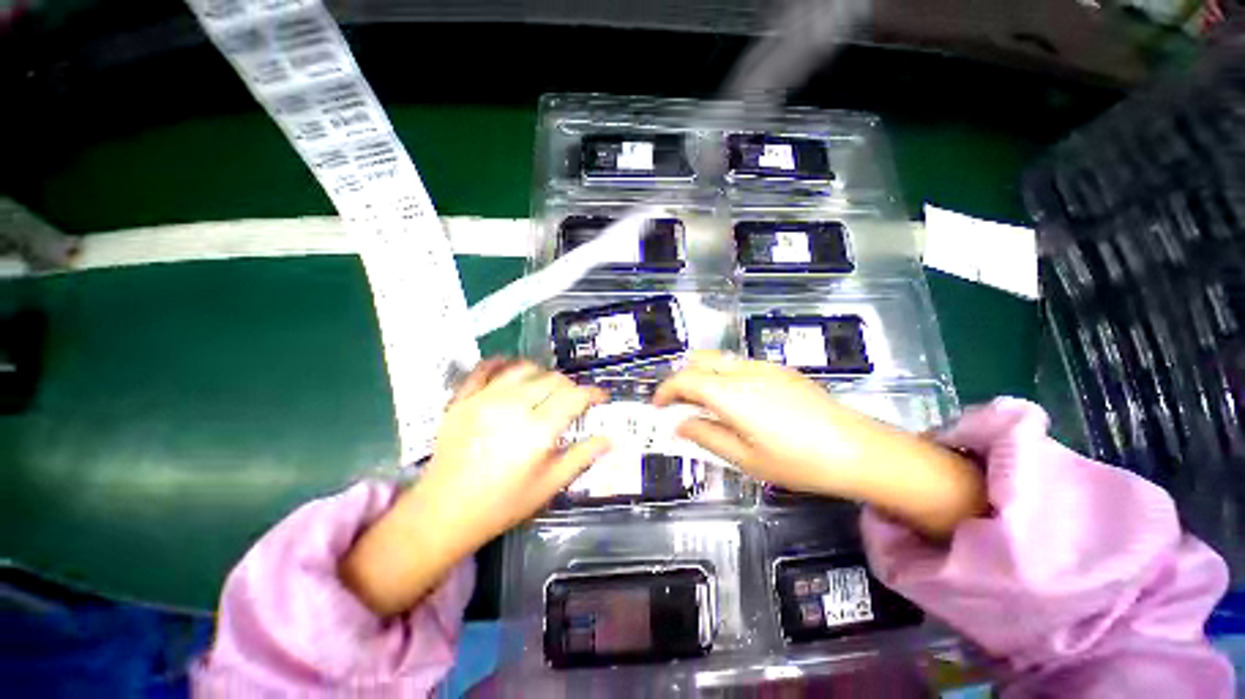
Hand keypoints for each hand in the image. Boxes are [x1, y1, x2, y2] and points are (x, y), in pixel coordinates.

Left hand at [342, 359, 608, 616]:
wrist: (443, 513)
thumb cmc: (502, 504)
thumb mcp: (549, 486)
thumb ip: (582, 457)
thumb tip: (610, 438)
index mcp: (538, 430)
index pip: (575, 397)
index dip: (593, 394)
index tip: (601, 397)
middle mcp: (513, 406)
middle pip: (552, 380)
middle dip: (570, 386)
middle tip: (574, 399)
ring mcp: (484, 399)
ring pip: (523, 369)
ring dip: (541, 373)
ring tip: (546, 386)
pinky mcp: (462, 399)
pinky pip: (485, 369)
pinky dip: (502, 363)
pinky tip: (511, 368)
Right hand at [654, 351, 874, 494]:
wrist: (859, 450)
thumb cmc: (798, 462)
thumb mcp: (745, 458)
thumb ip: (706, 436)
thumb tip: (679, 425)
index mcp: (731, 394)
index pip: (685, 379)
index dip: (665, 390)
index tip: (657, 406)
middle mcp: (744, 371)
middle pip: (699, 360)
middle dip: (681, 378)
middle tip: (678, 404)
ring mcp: (765, 366)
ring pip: (719, 359)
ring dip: (702, 375)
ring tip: (704, 403)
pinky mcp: (781, 369)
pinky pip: (739, 364)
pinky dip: (723, 375)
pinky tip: (736, 400)